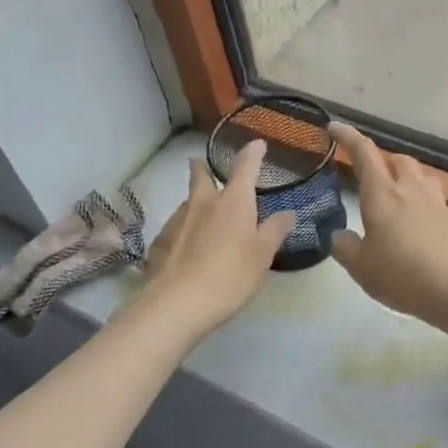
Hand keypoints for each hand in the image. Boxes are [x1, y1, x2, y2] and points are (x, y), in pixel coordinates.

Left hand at [131, 142, 294, 340]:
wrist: (176, 304)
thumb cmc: (230, 276)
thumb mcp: (262, 256)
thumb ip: (275, 231)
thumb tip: (287, 213)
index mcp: (233, 202)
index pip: (245, 167)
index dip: (253, 153)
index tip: (257, 143)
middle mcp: (203, 203)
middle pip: (201, 175)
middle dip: (203, 168)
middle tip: (204, 165)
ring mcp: (177, 221)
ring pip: (188, 202)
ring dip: (196, 203)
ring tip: (204, 217)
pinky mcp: (160, 242)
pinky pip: (176, 228)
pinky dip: (184, 230)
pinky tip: (188, 248)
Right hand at [328, 122, 447, 341]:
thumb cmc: (402, 274)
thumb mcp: (361, 267)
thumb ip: (346, 247)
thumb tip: (340, 236)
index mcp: (382, 195)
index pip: (364, 153)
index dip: (348, 137)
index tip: (335, 127)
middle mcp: (410, 190)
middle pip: (398, 160)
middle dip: (383, 160)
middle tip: (371, 175)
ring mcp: (437, 204)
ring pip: (421, 176)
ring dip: (407, 177)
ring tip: (399, 195)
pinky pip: (436, 201)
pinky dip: (424, 204)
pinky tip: (420, 225)